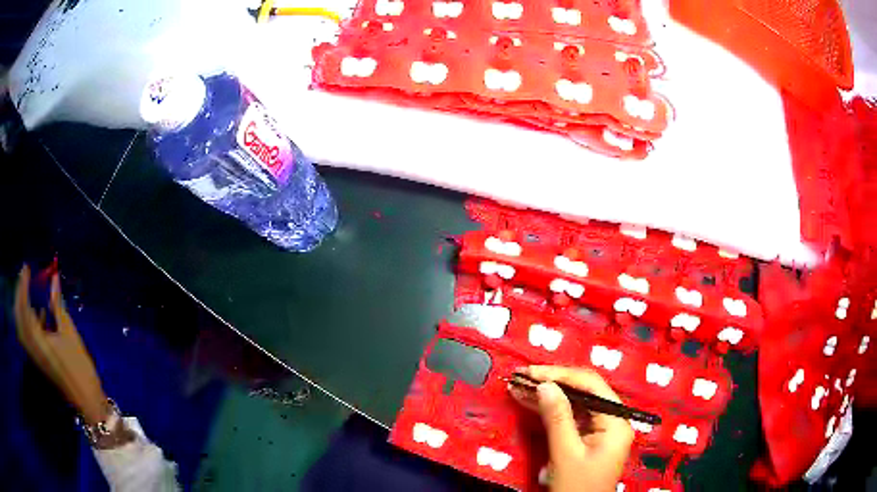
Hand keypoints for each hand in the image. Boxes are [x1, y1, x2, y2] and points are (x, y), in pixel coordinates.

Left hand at [14, 265, 108, 424]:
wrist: (86, 400)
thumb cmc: (79, 367)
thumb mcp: (69, 333)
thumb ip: (57, 305)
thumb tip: (53, 278)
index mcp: (37, 339)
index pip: (24, 306)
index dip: (23, 284)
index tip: (27, 267)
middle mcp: (31, 346)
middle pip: (19, 315)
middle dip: (19, 293)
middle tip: (25, 276)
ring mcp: (33, 354)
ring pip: (20, 324)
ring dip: (21, 305)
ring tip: (27, 290)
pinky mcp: (37, 358)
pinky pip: (26, 334)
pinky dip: (27, 319)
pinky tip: (36, 312)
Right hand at [510, 366, 633, 491]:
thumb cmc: (577, 488)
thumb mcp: (566, 455)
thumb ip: (557, 418)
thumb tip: (545, 385)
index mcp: (615, 422)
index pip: (591, 385)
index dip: (560, 375)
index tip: (532, 373)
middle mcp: (612, 421)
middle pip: (583, 392)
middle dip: (552, 383)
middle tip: (522, 377)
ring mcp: (600, 431)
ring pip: (574, 404)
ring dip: (547, 396)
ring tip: (519, 386)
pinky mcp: (588, 439)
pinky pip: (569, 418)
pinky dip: (549, 411)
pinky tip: (530, 403)